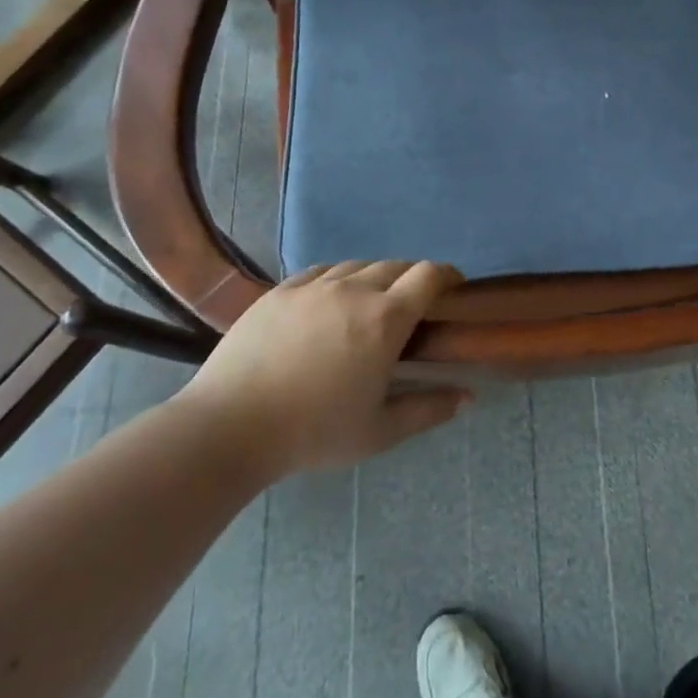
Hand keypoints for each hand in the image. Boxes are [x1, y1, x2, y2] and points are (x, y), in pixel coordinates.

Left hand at [176, 260, 468, 483]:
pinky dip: (338, 279)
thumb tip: (468, 397)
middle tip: (413, 308)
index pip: (429, 275)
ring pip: (358, 265)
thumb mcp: (379, 431)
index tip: (454, 289)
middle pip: (397, 265)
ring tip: (370, 304)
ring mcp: (314, 286)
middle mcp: (355, 289)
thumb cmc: (313, 432)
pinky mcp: (281, 290)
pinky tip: (330, 301)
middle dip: (413, 280)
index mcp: (386, 318)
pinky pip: (322, 271)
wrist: (229, 427)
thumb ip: (428, 409)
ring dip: (375, 278)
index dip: (448, 275)